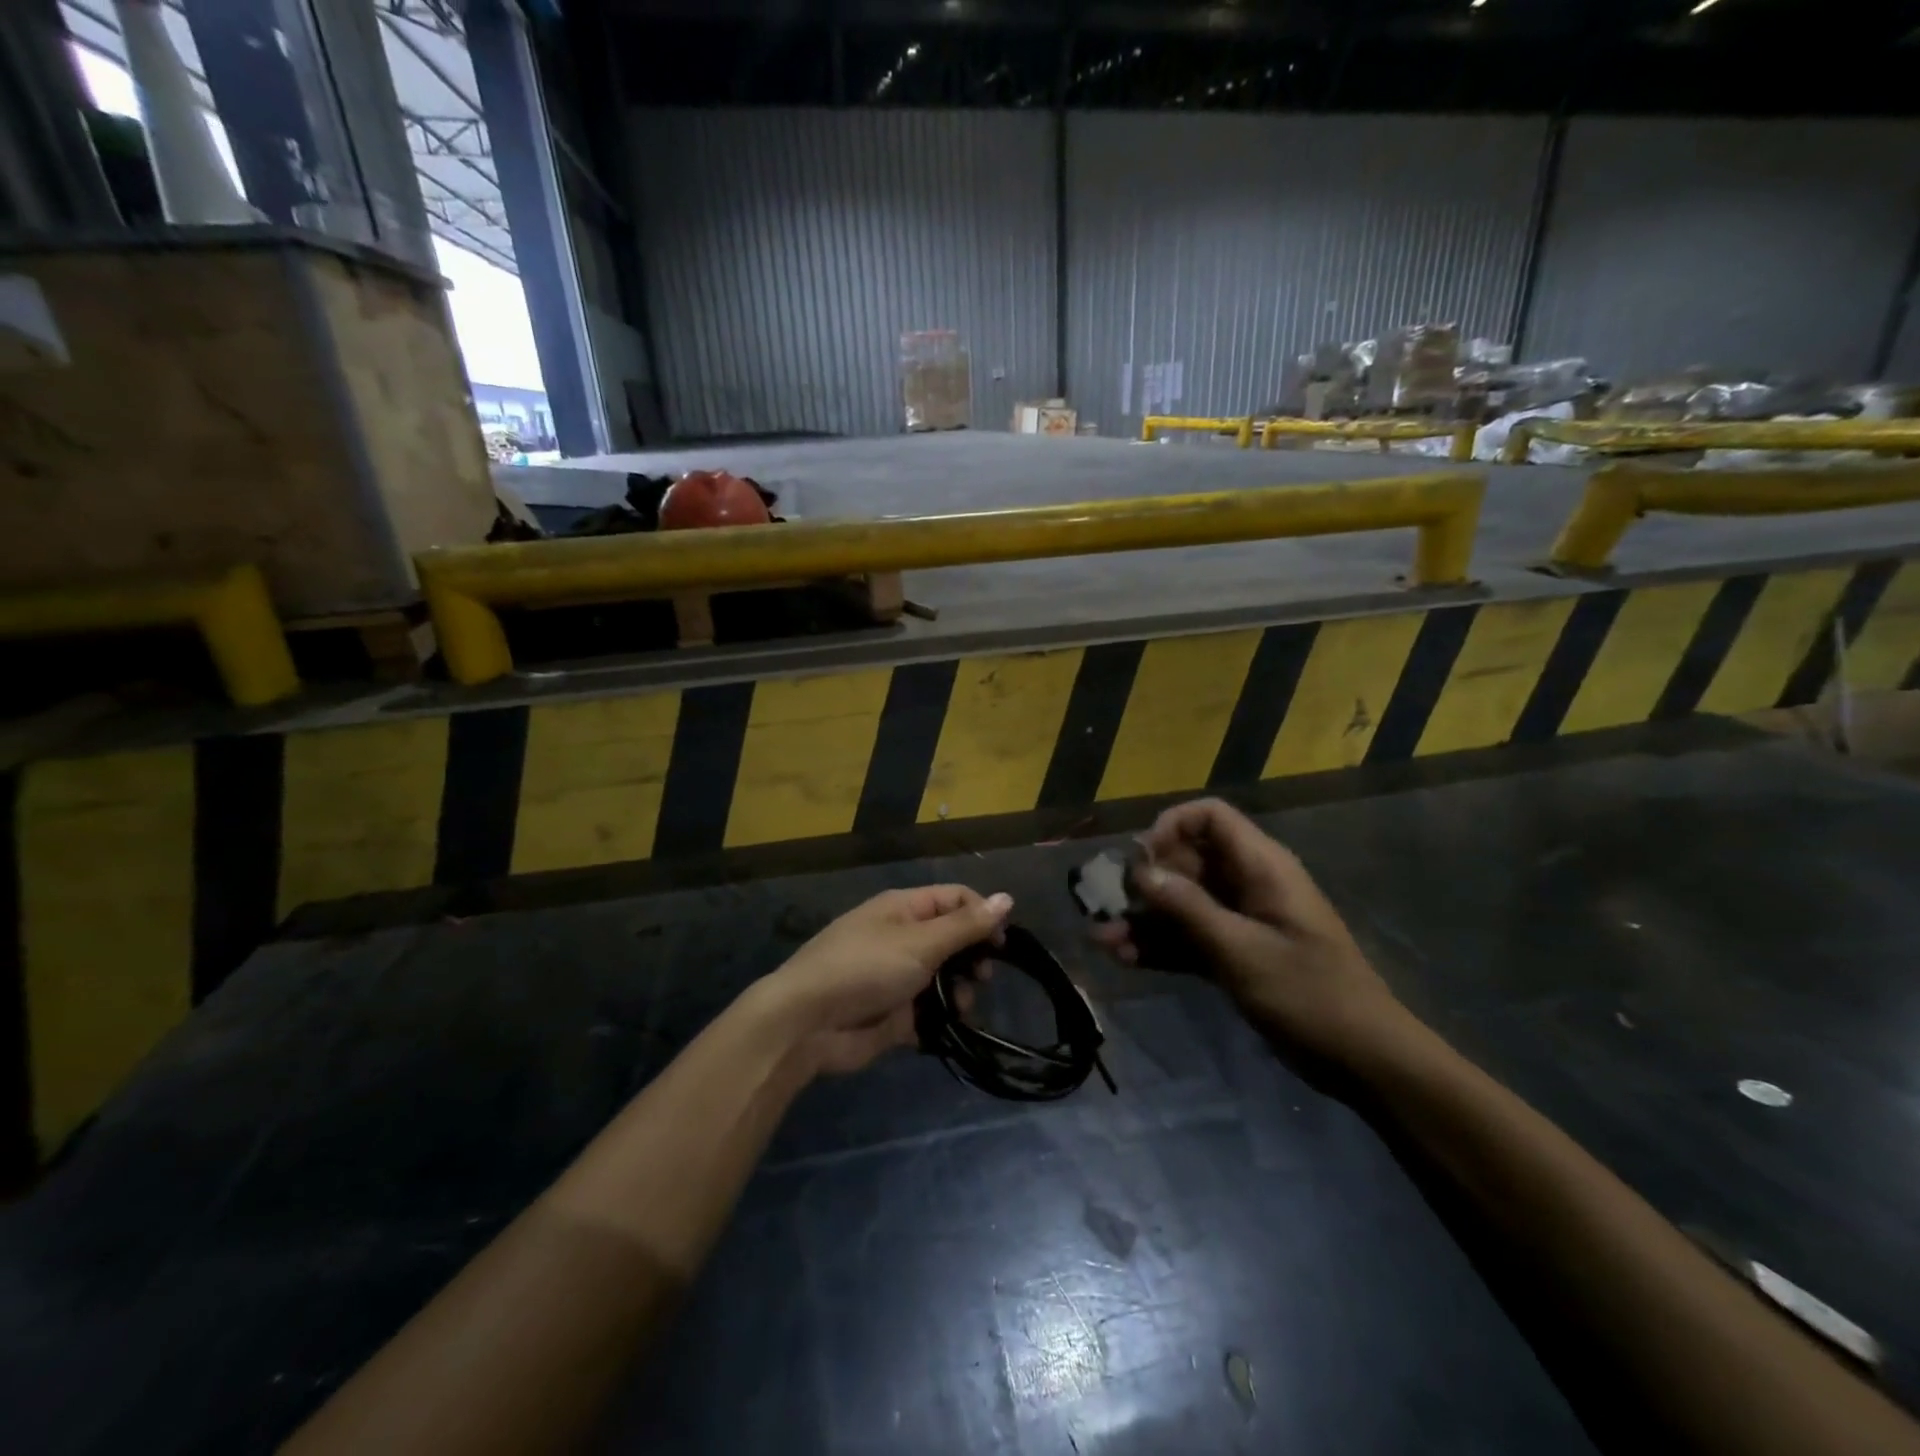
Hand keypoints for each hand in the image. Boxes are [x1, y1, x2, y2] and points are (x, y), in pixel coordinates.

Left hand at [759, 886, 1012, 1075]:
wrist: (807, 1024)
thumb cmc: (865, 968)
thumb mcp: (920, 942)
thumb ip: (966, 925)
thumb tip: (1007, 898)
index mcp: (904, 909)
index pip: (956, 899)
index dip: (983, 915)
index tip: (1002, 944)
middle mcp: (902, 937)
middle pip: (953, 940)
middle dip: (972, 958)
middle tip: (982, 978)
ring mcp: (897, 977)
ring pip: (945, 979)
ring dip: (959, 993)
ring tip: (959, 1008)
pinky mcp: (894, 1014)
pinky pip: (929, 1013)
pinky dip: (940, 1020)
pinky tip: (945, 1029)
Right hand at [1092, 798, 1416, 1071]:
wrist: (1363, 1060)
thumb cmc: (1309, 994)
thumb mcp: (1242, 950)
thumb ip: (1188, 908)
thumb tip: (1140, 871)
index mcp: (1261, 867)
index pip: (1209, 818)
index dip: (1171, 827)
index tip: (1140, 860)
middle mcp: (1247, 884)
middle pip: (1187, 862)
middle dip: (1145, 882)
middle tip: (1106, 905)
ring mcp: (1241, 921)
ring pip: (1183, 904)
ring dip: (1145, 919)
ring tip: (1102, 939)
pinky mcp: (1236, 954)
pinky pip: (1190, 937)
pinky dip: (1161, 946)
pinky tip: (1125, 959)